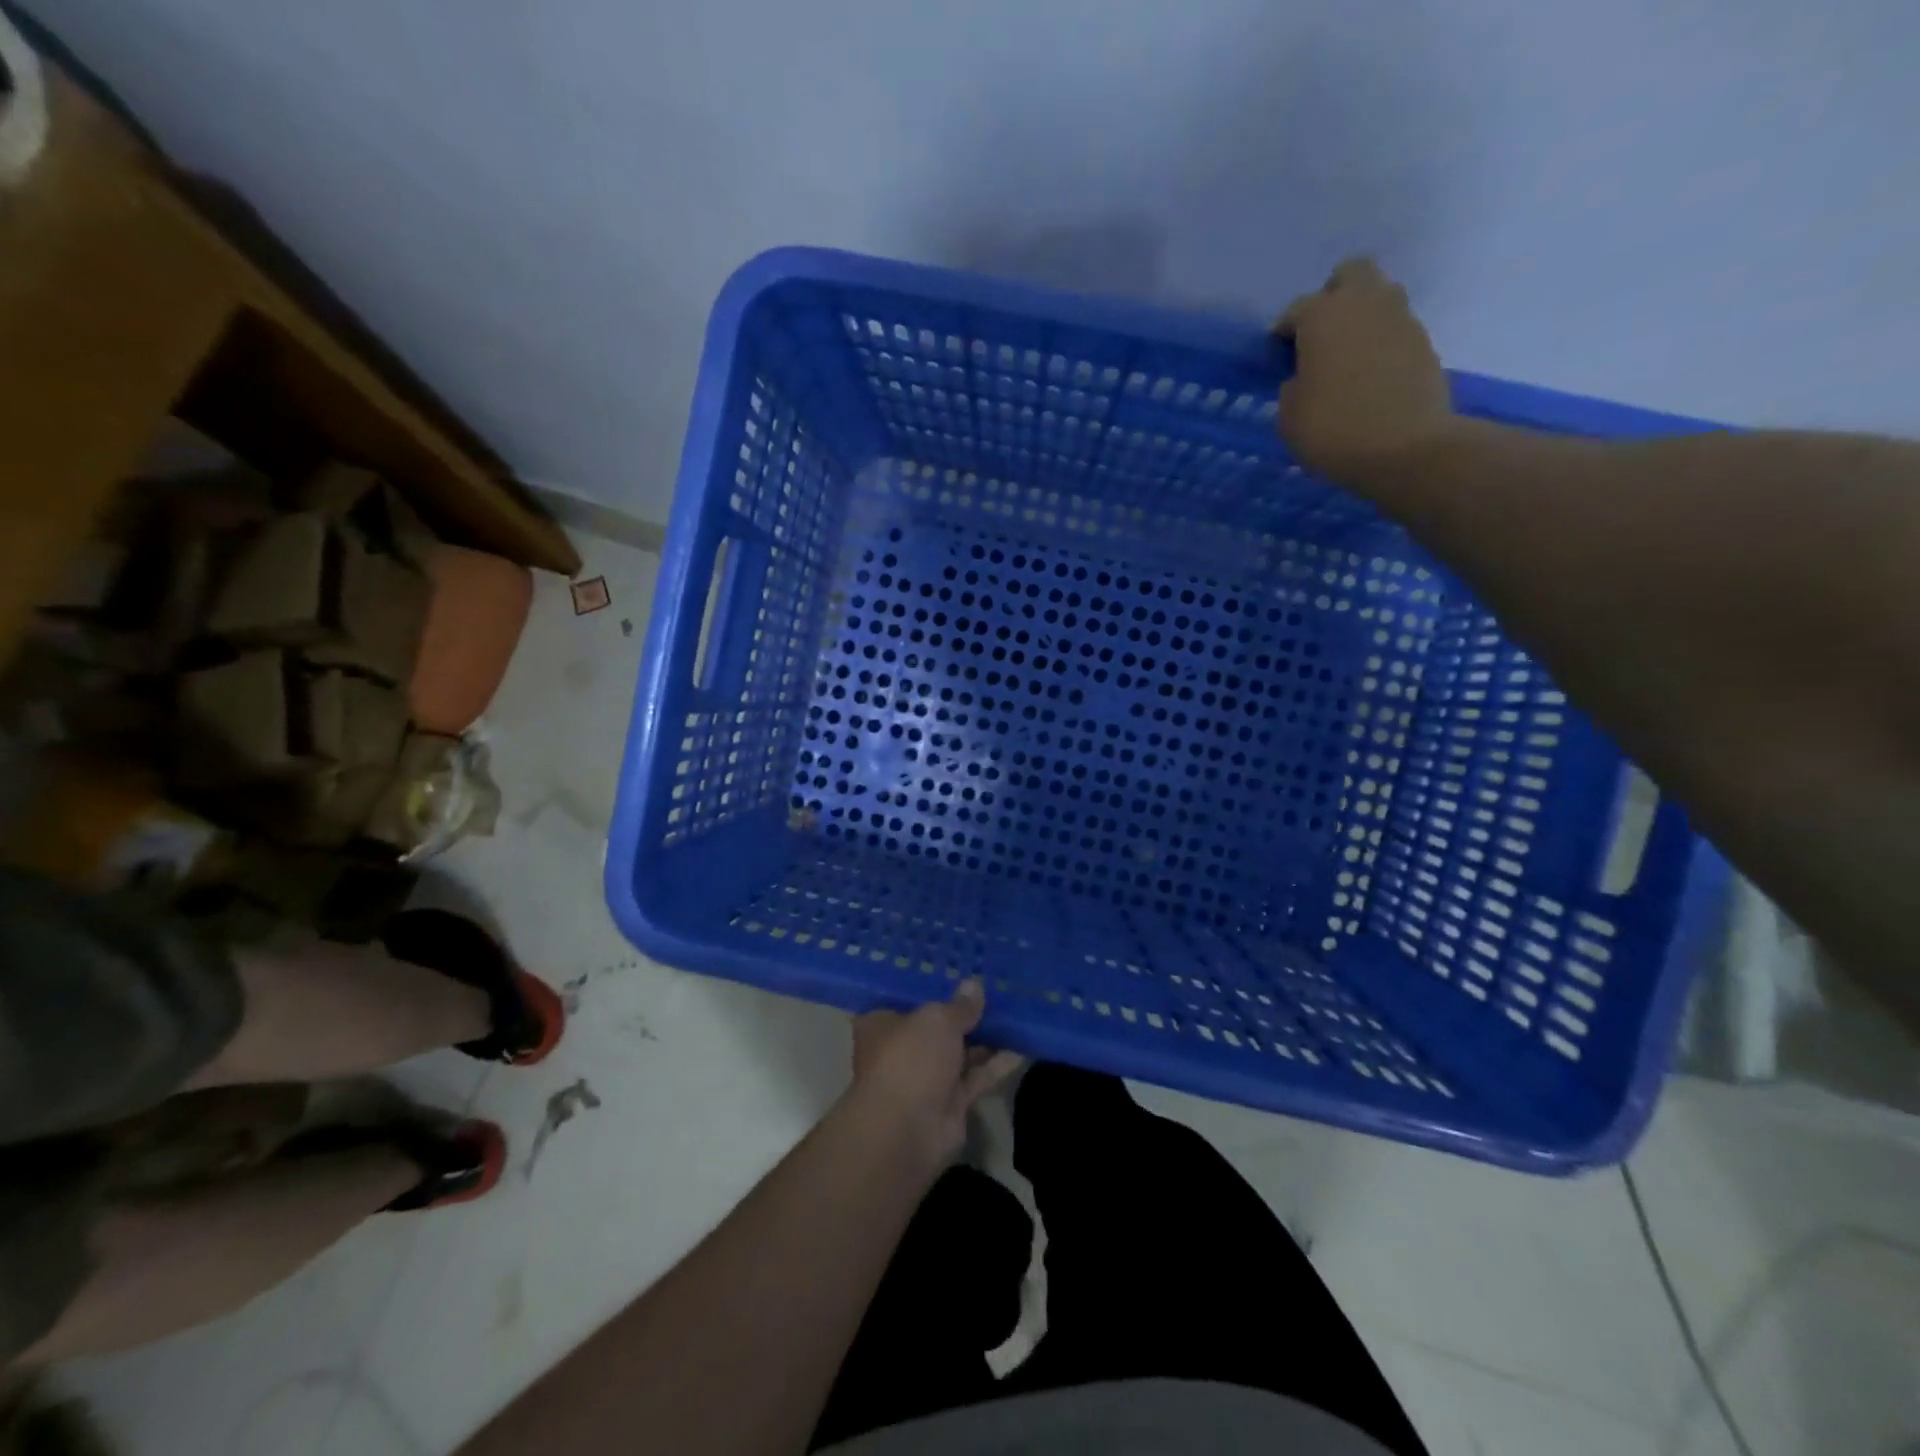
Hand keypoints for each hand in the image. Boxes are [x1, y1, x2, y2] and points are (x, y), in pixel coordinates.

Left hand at [846, 979, 1024, 1165]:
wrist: (906, 1131)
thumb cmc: (910, 1058)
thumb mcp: (937, 1019)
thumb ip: (960, 1005)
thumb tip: (975, 985)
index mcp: (883, 1023)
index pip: (908, 999)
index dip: (934, 986)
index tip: (961, 971)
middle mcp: (902, 1049)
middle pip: (937, 1026)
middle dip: (965, 1012)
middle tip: (996, 989)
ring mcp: (927, 1078)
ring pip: (961, 1052)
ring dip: (986, 1037)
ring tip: (1016, 1012)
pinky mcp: (950, 1103)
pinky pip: (977, 1076)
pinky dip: (998, 1063)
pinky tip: (1024, 1045)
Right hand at [1275, 257, 1457, 484]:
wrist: (1406, 447)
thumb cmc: (1333, 430)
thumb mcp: (1289, 417)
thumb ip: (1293, 388)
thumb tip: (1304, 379)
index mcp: (1322, 315)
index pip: (1296, 310)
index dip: (1284, 333)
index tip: (1279, 357)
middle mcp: (1364, 303)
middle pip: (1350, 275)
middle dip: (1333, 297)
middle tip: (1320, 337)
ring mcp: (1400, 319)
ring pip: (1379, 297)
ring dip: (1361, 318)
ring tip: (1347, 358)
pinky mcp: (1424, 342)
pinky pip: (1395, 329)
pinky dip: (1381, 344)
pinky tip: (1370, 377)